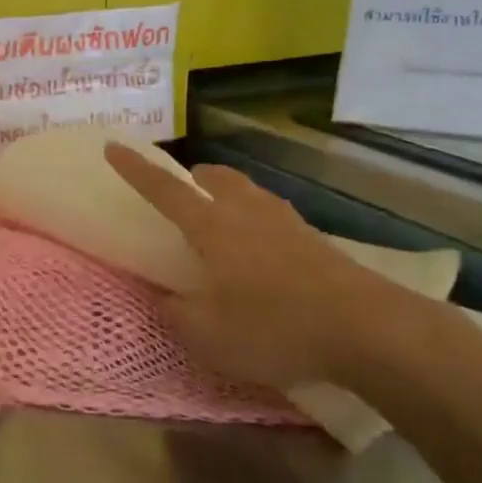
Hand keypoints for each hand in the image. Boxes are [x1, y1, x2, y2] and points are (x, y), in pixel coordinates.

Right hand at [103, 144, 464, 394]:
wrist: (367, 330)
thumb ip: (176, 314)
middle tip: (182, 196)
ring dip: (226, 195)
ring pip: (247, 192)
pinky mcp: (315, 240)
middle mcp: (247, 213)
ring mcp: (286, 222)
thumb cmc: (275, 328)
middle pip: (215, 178)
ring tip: (221, 223)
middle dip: (192, 179)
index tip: (114, 146)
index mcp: (212, 228)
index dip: (135, 169)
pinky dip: (255, 221)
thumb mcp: (208, 336)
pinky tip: (262, 253)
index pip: (164, 190)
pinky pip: (272, 215)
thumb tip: (164, 298)